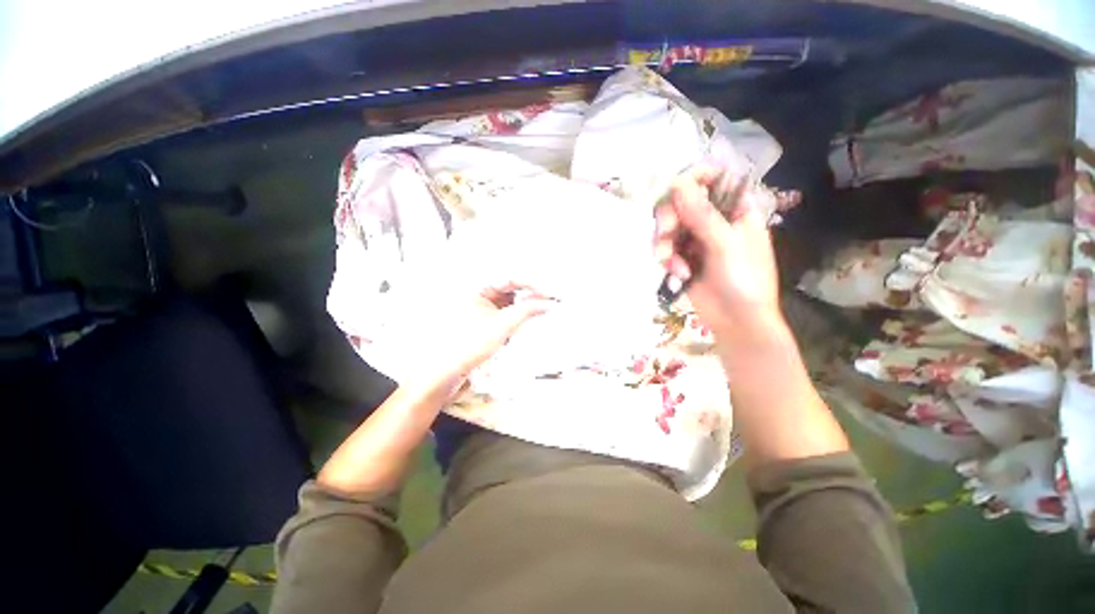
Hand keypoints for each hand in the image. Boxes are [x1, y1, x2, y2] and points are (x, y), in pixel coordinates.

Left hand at [415, 282, 554, 395]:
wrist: (448, 371)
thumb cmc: (470, 345)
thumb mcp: (502, 326)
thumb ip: (526, 311)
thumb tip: (549, 303)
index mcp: (476, 286)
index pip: (509, 277)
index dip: (532, 283)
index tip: (550, 293)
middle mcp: (480, 292)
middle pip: (511, 285)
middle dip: (531, 291)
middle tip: (551, 299)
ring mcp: (484, 304)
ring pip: (511, 297)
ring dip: (527, 301)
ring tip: (544, 307)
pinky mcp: (488, 317)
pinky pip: (508, 308)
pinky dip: (521, 311)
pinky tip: (532, 315)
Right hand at [653, 166, 783, 338]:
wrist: (737, 322)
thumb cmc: (744, 281)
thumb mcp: (725, 245)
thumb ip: (701, 213)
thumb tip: (678, 181)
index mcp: (736, 210)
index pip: (714, 179)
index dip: (693, 179)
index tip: (675, 190)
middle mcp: (715, 220)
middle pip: (682, 203)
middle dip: (670, 219)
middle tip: (665, 234)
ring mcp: (697, 240)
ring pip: (670, 227)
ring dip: (665, 244)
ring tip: (670, 263)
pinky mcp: (684, 257)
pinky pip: (667, 248)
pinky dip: (668, 260)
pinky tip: (678, 274)